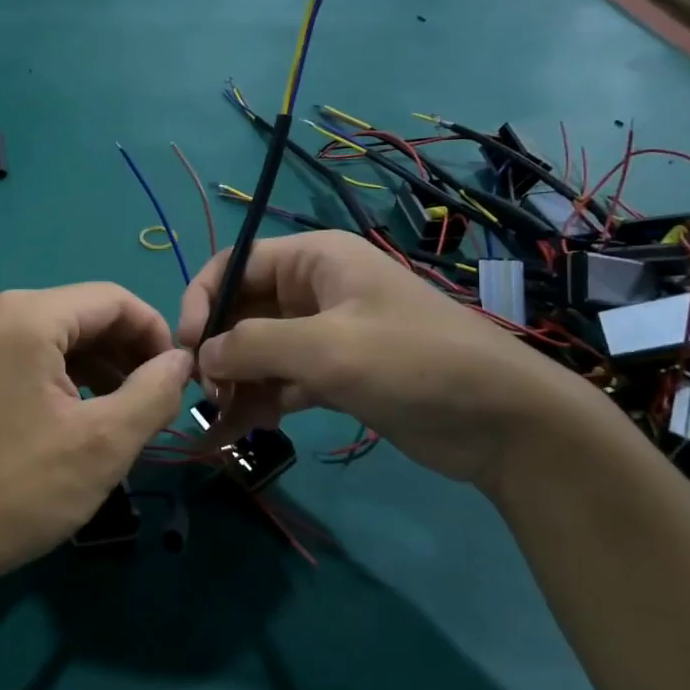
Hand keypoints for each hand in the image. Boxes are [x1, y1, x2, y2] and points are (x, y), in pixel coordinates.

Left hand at [0, 284, 192, 601]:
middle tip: (156, 402)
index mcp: (26, 315)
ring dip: (99, 367)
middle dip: (127, 353)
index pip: (114, 299)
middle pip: (83, 314)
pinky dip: (63, 378)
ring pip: (56, 337)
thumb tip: (182, 360)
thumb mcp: (102, 444)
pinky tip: (80, 416)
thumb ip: (154, 392)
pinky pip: (28, 355)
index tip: (179, 379)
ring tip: (124, 414)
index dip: (156, 333)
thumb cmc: (17, 491)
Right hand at [176, 232, 617, 488]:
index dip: (200, 299)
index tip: (184, 347)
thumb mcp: (326, 348)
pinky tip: (238, 429)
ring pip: (257, 349)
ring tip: (215, 419)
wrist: (505, 422)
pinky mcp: (335, 375)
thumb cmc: (413, 362)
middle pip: (241, 309)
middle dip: (216, 347)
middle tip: (202, 393)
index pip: (234, 264)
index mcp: (314, 260)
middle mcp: (314, 289)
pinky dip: (258, 401)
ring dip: (233, 380)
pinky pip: (280, 380)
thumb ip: (252, 346)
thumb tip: (198, 357)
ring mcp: (324, 334)